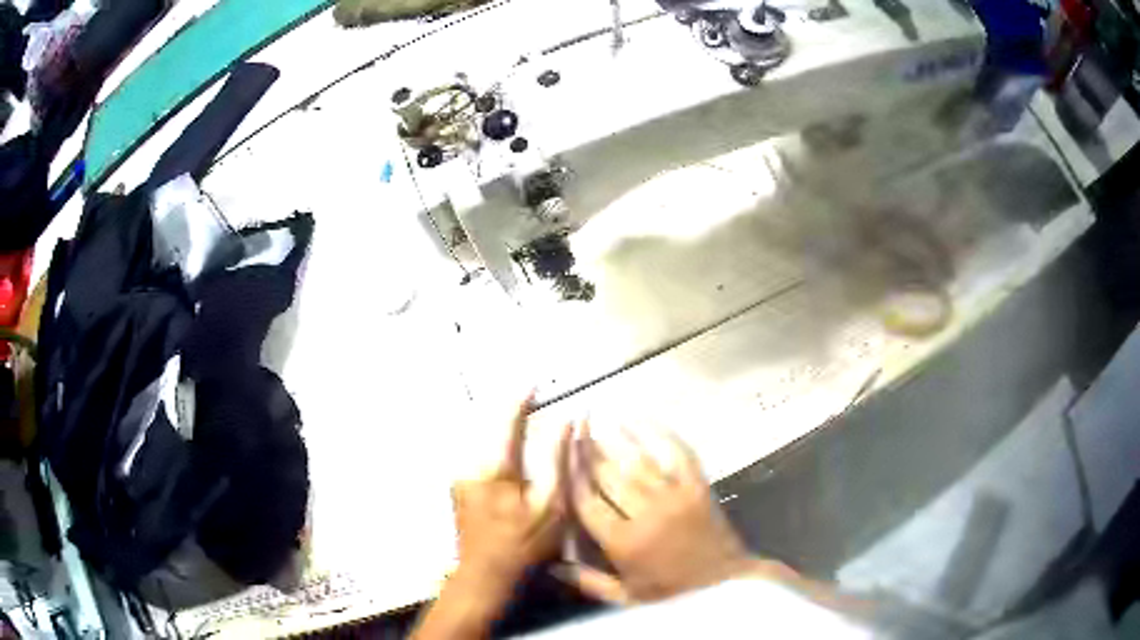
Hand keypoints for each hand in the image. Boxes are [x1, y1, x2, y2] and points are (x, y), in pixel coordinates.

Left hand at [450, 392, 572, 596]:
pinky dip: (493, 445)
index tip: (534, 382)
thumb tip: (565, 422)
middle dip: (508, 409)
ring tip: (520, 417)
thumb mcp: (551, 506)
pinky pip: (477, 454)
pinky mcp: (457, 487)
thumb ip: (556, 460)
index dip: (520, 398)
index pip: (506, 420)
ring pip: (480, 439)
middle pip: (487, 425)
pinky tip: (507, 449)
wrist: (484, 576)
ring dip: (499, 427)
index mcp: (492, 468)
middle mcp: (468, 465)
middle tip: (529, 397)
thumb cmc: (523, 544)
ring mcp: (458, 476)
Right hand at [563, 425, 764, 602]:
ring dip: (616, 436)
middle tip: (574, 426)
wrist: (724, 583)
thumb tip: (551, 567)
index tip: (560, 453)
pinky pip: (676, 453)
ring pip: (638, 461)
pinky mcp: (697, 486)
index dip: (570, 474)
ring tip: (597, 417)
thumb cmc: (671, 594)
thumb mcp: (625, 597)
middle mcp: (646, 515)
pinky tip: (641, 417)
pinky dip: (658, 433)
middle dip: (587, 448)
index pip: (586, 501)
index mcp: (623, 543)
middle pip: (608, 475)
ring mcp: (674, 497)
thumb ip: (587, 582)